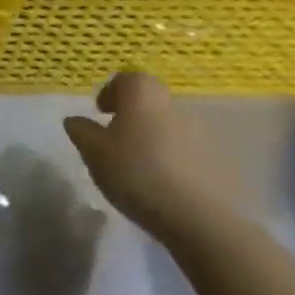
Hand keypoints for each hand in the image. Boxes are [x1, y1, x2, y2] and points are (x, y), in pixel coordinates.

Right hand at [63, 72, 246, 247]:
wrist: (198, 216)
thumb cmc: (135, 172)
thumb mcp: (93, 152)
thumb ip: (82, 131)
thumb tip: (76, 120)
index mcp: (143, 96)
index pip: (127, 78)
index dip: (111, 92)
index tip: (101, 113)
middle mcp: (174, 105)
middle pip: (150, 101)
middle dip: (132, 115)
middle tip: (116, 140)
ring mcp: (201, 132)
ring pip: (169, 125)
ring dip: (153, 138)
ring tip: (139, 166)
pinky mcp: (218, 159)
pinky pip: (187, 149)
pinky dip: (173, 158)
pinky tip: (163, 183)